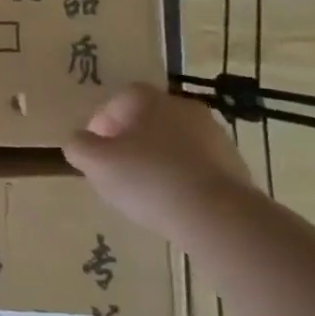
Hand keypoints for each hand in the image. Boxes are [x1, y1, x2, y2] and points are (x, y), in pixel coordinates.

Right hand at [63, 83, 253, 235]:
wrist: (219, 217)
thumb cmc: (148, 179)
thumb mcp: (95, 163)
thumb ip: (78, 146)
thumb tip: (81, 141)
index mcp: (148, 99)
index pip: (117, 101)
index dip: (101, 125)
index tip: (96, 153)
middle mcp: (182, 106)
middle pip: (147, 120)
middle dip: (131, 141)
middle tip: (118, 170)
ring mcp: (214, 135)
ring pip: (174, 142)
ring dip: (159, 158)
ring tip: (147, 191)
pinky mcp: (236, 165)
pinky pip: (197, 165)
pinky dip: (183, 176)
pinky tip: (175, 201)